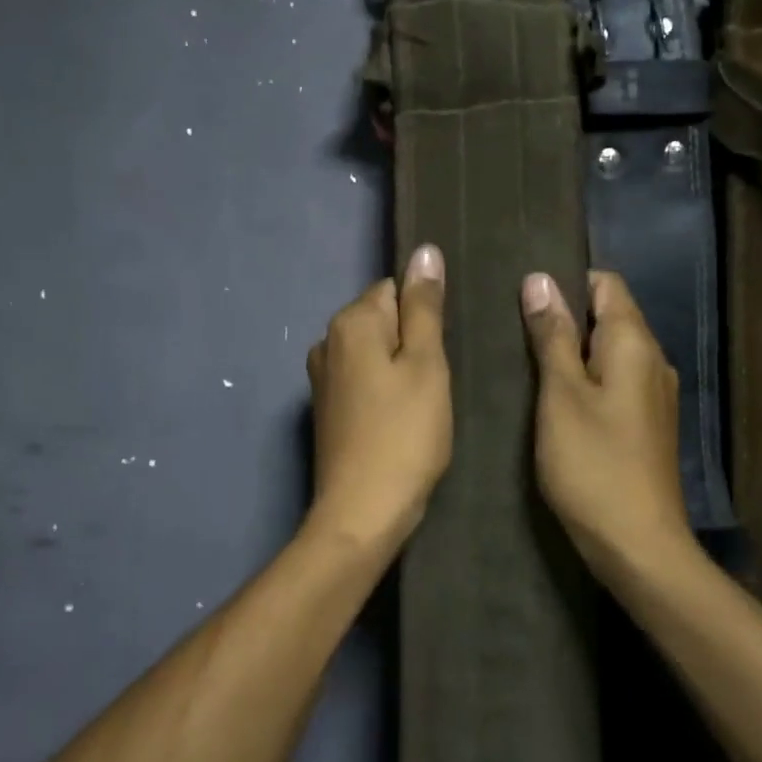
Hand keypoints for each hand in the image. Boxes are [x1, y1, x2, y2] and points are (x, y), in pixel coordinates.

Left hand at [305, 245, 452, 557]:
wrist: (362, 510)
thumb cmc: (405, 434)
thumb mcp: (427, 364)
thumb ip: (425, 306)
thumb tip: (424, 250)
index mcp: (350, 322)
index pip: (396, 290)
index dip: (425, 319)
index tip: (440, 354)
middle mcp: (326, 341)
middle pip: (383, 321)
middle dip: (412, 344)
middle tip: (435, 384)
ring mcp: (321, 377)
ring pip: (374, 354)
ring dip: (400, 370)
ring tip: (421, 406)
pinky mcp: (325, 409)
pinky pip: (363, 381)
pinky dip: (383, 393)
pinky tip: (400, 422)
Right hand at [522, 269, 690, 572]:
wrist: (638, 544)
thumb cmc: (593, 465)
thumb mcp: (561, 395)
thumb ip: (552, 336)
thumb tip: (540, 280)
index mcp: (634, 344)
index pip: (607, 284)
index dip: (567, 280)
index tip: (524, 294)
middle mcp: (652, 360)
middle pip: (609, 316)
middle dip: (565, 315)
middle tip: (513, 328)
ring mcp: (653, 394)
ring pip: (609, 351)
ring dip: (572, 350)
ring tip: (525, 359)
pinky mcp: (646, 423)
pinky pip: (614, 381)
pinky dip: (586, 379)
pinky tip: (554, 397)